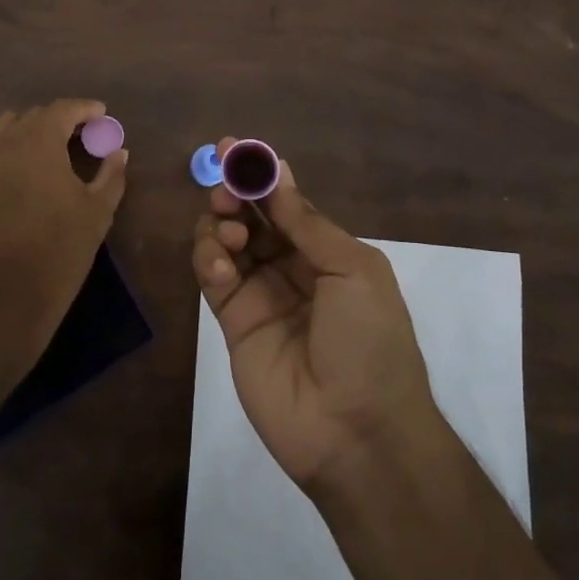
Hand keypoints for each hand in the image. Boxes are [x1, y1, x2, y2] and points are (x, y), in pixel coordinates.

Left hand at [0, 99, 129, 353]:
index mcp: (38, 144)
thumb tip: (119, 152)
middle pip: (34, 116)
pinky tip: (28, 170)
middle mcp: (4, 145)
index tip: (102, 114)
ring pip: (7, 130)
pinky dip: (11, 149)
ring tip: (53, 148)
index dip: (84, 108)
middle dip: (61, 119)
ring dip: (32, 130)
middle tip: (84, 134)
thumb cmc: (58, 253)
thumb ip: (111, 175)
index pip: (62, 109)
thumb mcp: (97, 213)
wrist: (1, 301)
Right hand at [191, 139, 438, 492]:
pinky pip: (213, 277)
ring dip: (221, 224)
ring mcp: (260, 295)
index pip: (284, 202)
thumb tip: (278, 171)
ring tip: (230, 232)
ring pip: (226, 241)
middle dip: (234, 193)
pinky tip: (221, 262)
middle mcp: (291, 267)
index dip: (259, 174)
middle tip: (223, 185)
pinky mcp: (232, 323)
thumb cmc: (369, 340)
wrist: (358, 432)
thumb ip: (306, 222)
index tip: (233, 146)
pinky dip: (209, 259)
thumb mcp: (352, 269)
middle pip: (251, 217)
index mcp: (327, 252)